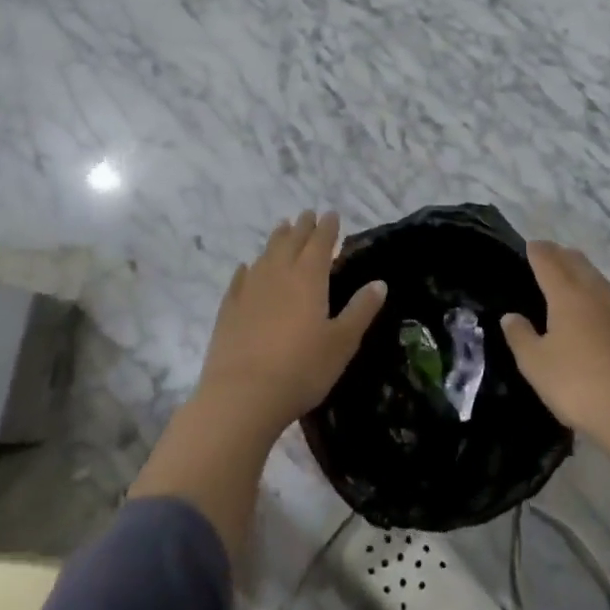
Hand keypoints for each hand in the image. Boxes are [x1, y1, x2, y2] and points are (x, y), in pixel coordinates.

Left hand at [196, 210, 387, 430]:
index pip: (320, 242)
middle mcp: (278, 274)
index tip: (331, 214)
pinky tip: (246, 267)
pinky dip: (247, 269)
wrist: (242, 395)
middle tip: (308, 214)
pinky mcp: (229, 309)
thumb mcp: (342, 342)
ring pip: (266, 254)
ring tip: (282, 228)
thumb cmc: (301, 369)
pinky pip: (240, 279)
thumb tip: (379, 282)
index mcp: (309, 277)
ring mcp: (250, 289)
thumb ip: (361, 310)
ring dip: (276, 239)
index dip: (327, 227)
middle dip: (302, 226)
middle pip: (291, 241)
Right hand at [502, 240, 609, 443]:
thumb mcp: (536, 364)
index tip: (530, 245)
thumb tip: (510, 316)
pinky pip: (607, 296)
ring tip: (569, 271)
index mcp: (568, 296)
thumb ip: (520, 337)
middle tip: (546, 253)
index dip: (538, 251)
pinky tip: (591, 305)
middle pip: (577, 263)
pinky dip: (593, 288)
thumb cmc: (578, 385)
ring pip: (596, 277)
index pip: (550, 262)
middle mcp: (594, 295)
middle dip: (560, 254)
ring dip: (580, 268)